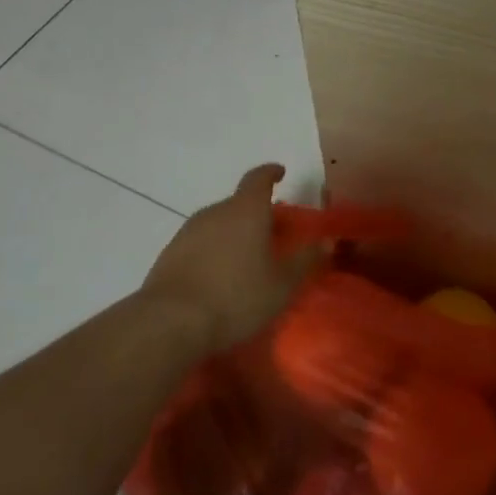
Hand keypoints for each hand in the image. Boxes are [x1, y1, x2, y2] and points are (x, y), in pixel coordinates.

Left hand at [139, 164, 322, 354]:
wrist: (170, 322)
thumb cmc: (236, 297)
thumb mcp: (282, 284)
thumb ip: (305, 261)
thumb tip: (327, 242)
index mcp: (246, 210)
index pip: (258, 178)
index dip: (271, 173)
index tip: (280, 172)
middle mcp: (215, 212)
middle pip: (239, 203)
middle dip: (257, 214)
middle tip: (273, 235)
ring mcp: (187, 232)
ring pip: (218, 224)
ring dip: (234, 234)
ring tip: (247, 260)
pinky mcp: (169, 254)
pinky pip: (199, 244)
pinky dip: (213, 252)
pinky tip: (219, 278)